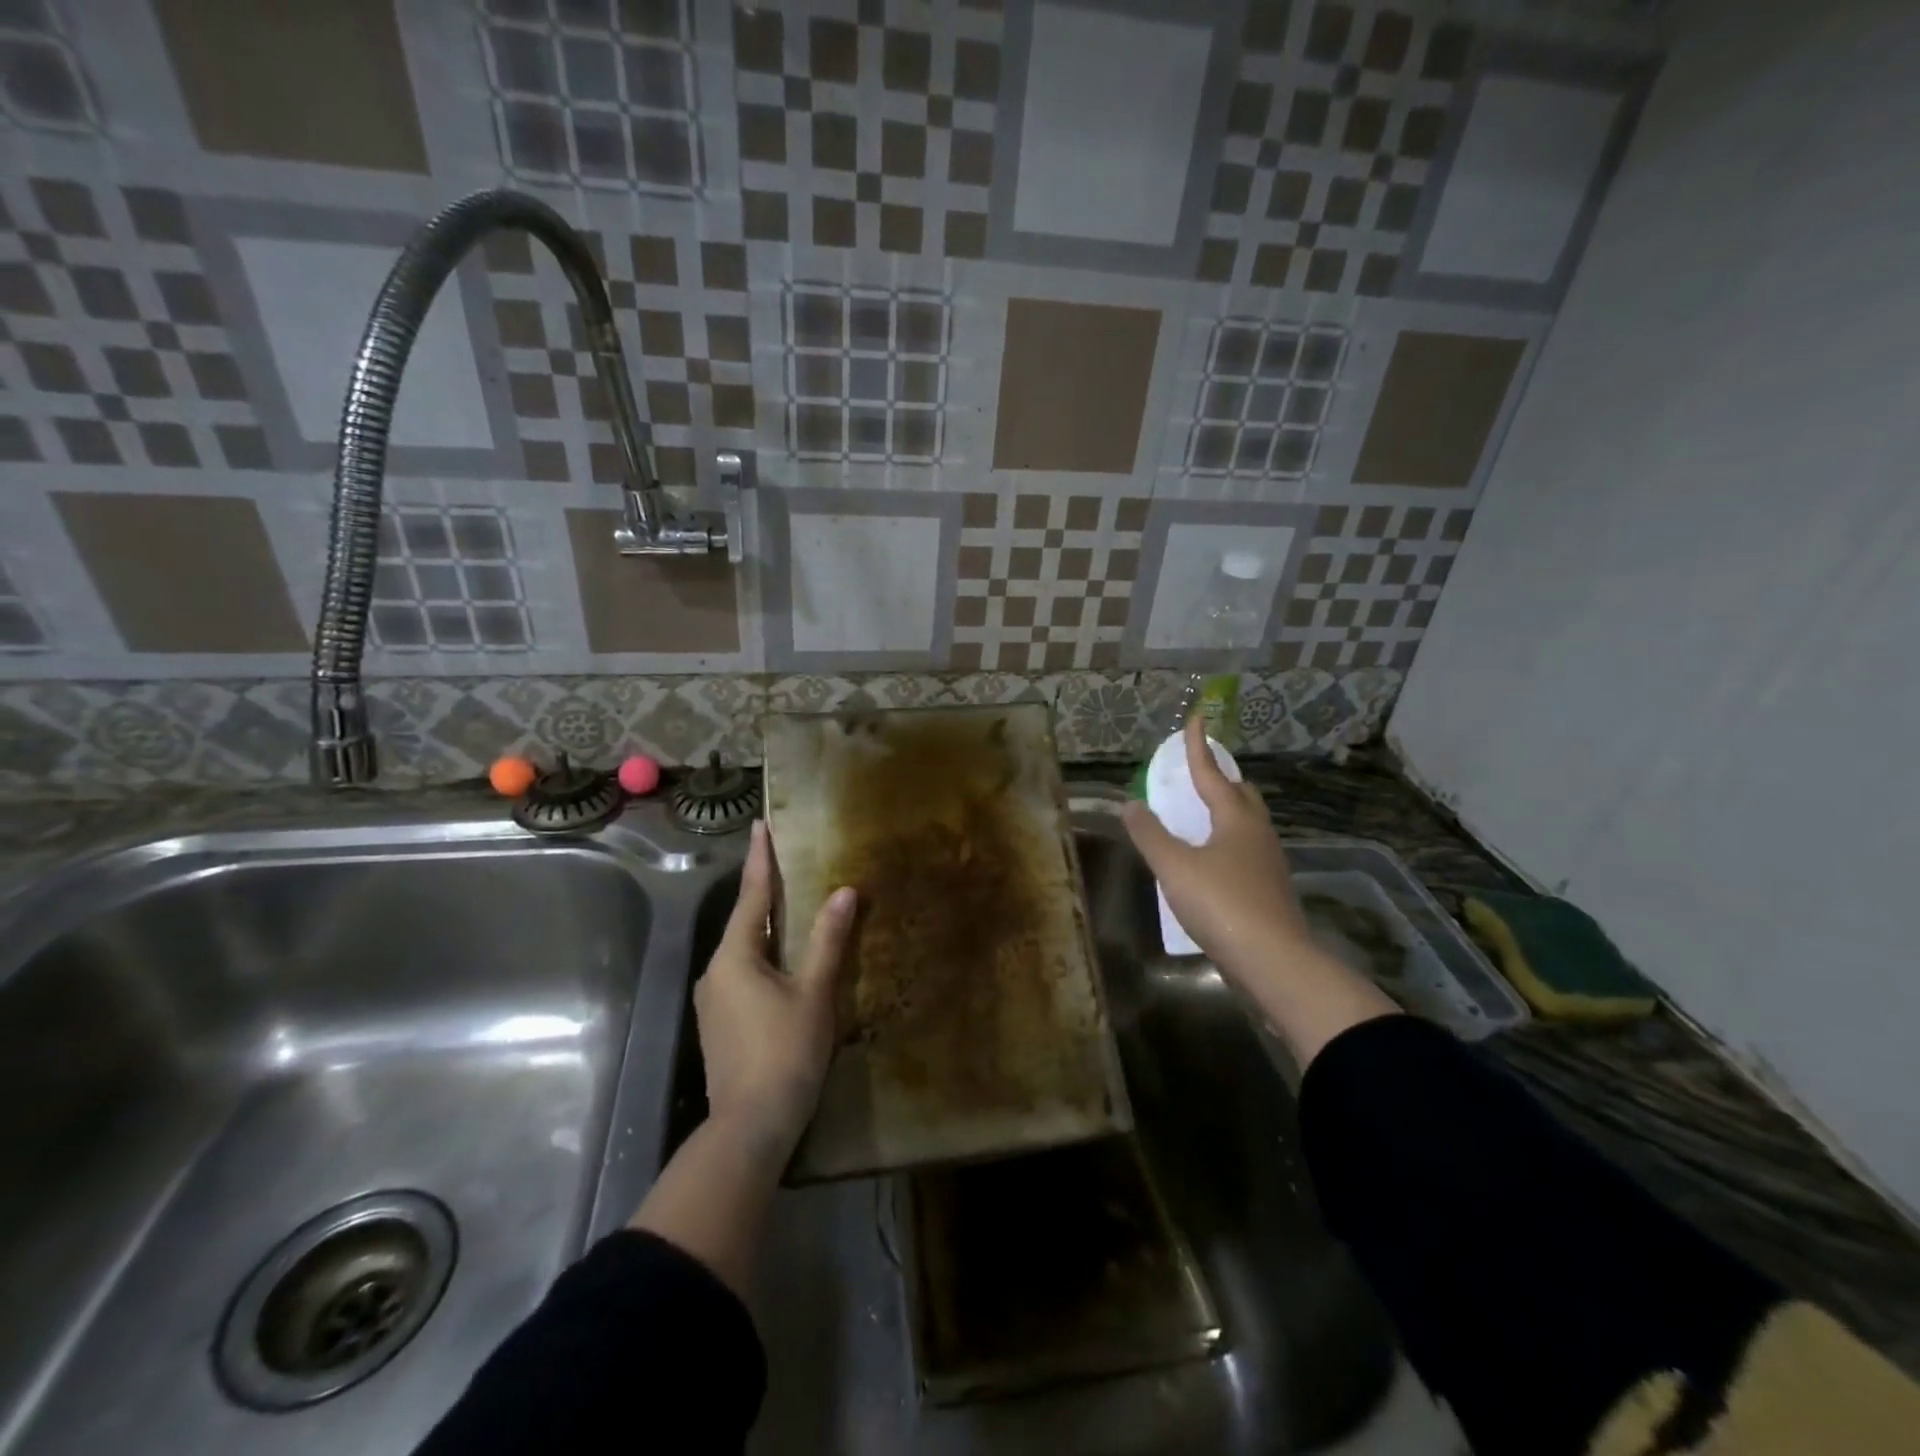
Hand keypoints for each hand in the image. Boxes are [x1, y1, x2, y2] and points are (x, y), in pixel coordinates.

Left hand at [696, 821, 856, 1155]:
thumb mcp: (814, 993)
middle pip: (745, 921)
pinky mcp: (720, 1023)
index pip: (751, 895)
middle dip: (765, 892)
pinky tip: (785, 963)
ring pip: (744, 950)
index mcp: (735, 956)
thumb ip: (828, 940)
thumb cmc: (785, 1053)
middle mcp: (715, 971)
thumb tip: (843, 892)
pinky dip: (764, 957)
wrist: (749, 1129)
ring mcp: (713, 1000)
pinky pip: (743, 974)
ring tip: (793, 908)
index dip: (760, 859)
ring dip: (767, 928)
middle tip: (787, 863)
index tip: (762, 825)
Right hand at [1121, 713, 1312, 989]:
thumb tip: (1130, 804)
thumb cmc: (1221, 903)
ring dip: (1226, 811)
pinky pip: (1246, 849)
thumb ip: (1150, 834)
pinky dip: (1228, 841)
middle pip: (1240, 794)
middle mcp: (1257, 832)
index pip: (1212, 772)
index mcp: (1236, 818)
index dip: (1198, 747)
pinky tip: (1213, 860)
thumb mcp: (1174, 867)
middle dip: (1220, 778)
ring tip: (1202, 814)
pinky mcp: (1270, 889)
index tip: (1196, 719)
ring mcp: (1268, 862)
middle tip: (1199, 772)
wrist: (1274, 961)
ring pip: (1247, 823)